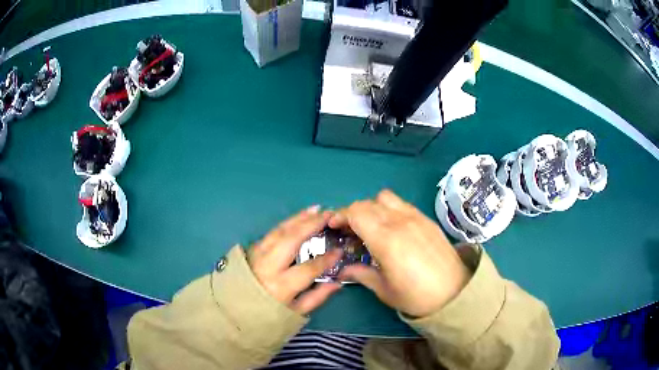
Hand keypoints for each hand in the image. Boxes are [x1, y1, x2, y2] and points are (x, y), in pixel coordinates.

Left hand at [247, 206, 343, 314]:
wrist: (232, 310)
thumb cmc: (266, 315)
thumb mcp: (294, 313)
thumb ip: (317, 297)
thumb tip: (337, 283)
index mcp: (281, 286)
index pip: (309, 268)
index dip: (327, 259)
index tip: (340, 251)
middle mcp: (268, 266)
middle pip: (292, 240)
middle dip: (311, 225)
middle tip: (329, 216)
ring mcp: (257, 254)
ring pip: (280, 231)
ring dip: (299, 218)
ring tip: (316, 209)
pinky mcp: (252, 249)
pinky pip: (272, 232)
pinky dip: (287, 223)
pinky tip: (298, 218)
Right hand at [330, 190, 469, 316]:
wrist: (455, 293)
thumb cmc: (417, 296)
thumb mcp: (384, 290)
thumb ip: (361, 274)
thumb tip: (343, 270)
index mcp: (386, 239)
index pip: (356, 212)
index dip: (340, 215)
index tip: (334, 226)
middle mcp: (400, 222)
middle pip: (368, 203)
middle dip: (353, 212)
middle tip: (349, 230)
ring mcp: (416, 218)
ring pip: (386, 198)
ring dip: (372, 207)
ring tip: (371, 226)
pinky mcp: (427, 220)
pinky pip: (402, 204)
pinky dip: (389, 209)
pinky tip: (392, 228)